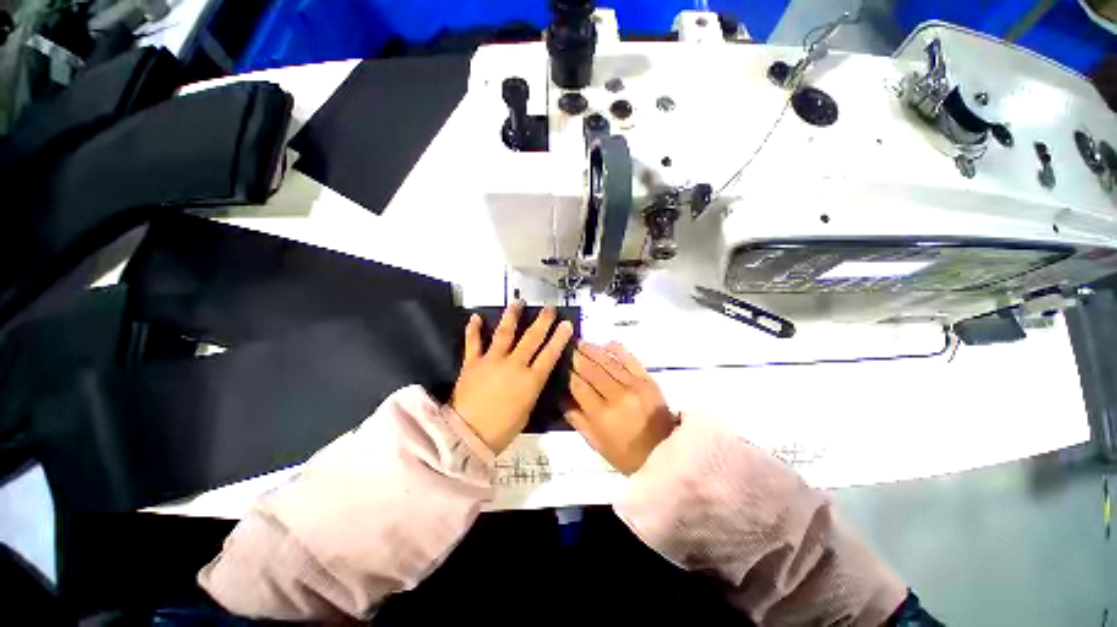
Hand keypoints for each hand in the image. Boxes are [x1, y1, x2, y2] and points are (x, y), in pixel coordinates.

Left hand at [450, 301, 573, 453]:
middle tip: (549, 308)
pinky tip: (475, 317)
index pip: (550, 354)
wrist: (467, 436)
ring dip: (512, 316)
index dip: (559, 338)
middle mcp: (514, 365)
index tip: (566, 324)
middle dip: (542, 321)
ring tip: (517, 302)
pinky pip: (473, 343)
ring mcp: (492, 361)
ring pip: (504, 333)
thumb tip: (532, 376)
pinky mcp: (472, 363)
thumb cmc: (502, 430)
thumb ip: (530, 389)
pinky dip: (473, 329)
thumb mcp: (526, 410)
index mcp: (530, 381)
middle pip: (532, 338)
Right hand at [565, 341, 675, 474]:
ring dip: (592, 350)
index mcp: (602, 415)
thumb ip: (577, 420)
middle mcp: (617, 396)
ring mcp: (634, 385)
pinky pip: (630, 359)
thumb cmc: (627, 455)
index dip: (568, 374)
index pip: (579, 387)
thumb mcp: (597, 444)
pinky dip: (617, 349)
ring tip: (581, 343)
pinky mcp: (648, 379)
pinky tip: (606, 344)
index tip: (560, 366)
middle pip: (591, 370)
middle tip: (568, 349)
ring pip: (608, 361)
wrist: (666, 454)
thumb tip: (561, 398)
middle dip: (577, 357)